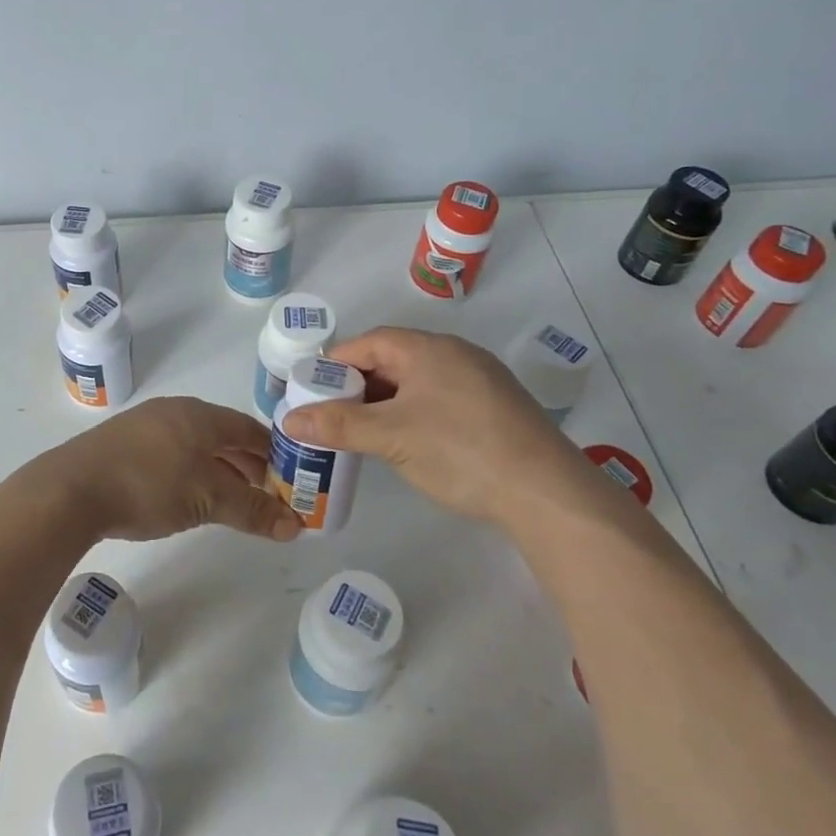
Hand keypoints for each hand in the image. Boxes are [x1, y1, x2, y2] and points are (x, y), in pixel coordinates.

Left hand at [17, 397, 302, 543]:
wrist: (71, 489)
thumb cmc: (149, 486)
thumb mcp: (208, 500)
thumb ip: (252, 511)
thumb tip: (296, 526)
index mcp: (200, 415)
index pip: (249, 429)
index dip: (273, 453)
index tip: (290, 478)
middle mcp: (175, 411)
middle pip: (222, 435)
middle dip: (247, 464)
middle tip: (265, 494)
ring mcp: (145, 424)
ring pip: (195, 444)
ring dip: (218, 469)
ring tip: (229, 498)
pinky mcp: (122, 443)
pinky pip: (170, 451)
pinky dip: (189, 470)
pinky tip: (185, 493)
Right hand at [282, 327, 582, 525]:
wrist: (547, 492)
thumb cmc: (459, 450)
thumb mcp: (390, 437)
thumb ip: (338, 425)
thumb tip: (289, 418)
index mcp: (427, 348)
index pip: (368, 343)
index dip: (335, 365)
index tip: (312, 393)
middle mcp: (454, 353)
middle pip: (392, 360)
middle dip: (358, 387)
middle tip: (333, 417)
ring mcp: (479, 380)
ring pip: (417, 382)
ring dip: (386, 403)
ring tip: (363, 433)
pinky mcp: (495, 407)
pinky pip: (440, 399)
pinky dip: (414, 413)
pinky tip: (408, 443)